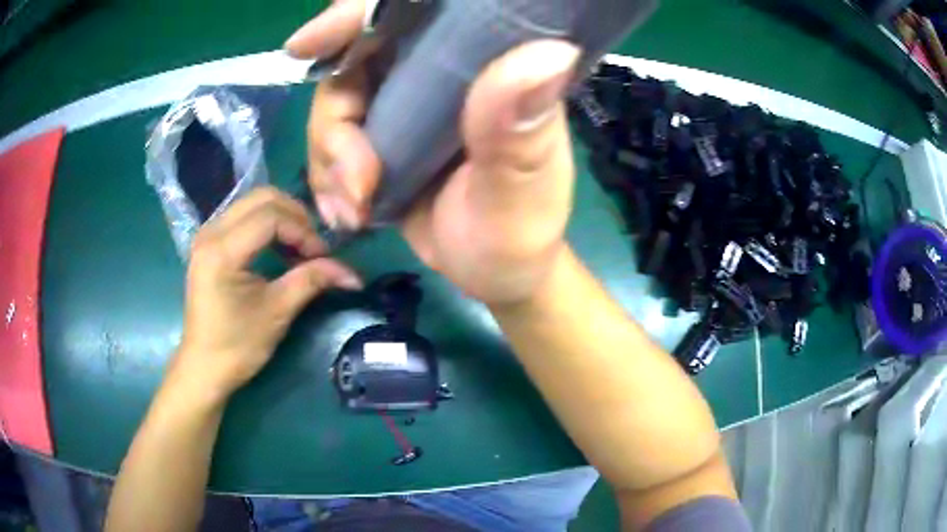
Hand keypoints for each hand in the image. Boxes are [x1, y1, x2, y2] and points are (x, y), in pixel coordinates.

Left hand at [176, 188, 361, 397]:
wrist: (204, 366)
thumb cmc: (237, 346)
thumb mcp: (277, 312)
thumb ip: (311, 281)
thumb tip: (351, 273)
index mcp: (222, 250)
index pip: (271, 217)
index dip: (303, 231)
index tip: (322, 256)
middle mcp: (211, 231)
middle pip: (262, 198)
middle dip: (295, 216)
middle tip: (313, 246)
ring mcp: (207, 234)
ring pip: (253, 202)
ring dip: (282, 217)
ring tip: (299, 247)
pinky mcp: (209, 242)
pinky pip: (243, 215)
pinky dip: (267, 224)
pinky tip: (279, 248)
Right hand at [286, 0, 580, 305]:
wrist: (492, 271)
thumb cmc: (518, 234)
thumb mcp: (523, 191)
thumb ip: (522, 133)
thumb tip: (551, 52)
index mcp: (487, 66)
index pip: (418, 11)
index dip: (362, 15)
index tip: (311, 42)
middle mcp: (442, 74)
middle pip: (358, 57)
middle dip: (335, 119)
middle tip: (352, 181)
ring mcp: (404, 104)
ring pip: (336, 102)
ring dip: (329, 159)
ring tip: (354, 209)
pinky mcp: (381, 137)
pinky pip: (331, 141)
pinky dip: (327, 177)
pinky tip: (347, 213)